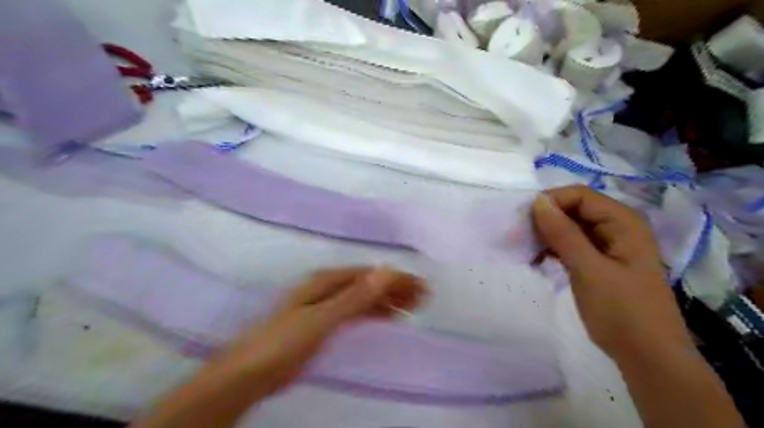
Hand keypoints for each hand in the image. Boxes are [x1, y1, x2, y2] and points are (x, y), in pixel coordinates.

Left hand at [217, 267, 426, 396]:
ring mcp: (325, 304)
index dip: (396, 279)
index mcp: (327, 281)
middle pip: (369, 283)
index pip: (370, 274)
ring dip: (388, 299)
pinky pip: (357, 311)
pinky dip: (374, 312)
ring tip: (412, 307)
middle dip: (396, 287)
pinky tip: (386, 317)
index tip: (420, 287)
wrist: (249, 373)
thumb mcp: (322, 319)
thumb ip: (354, 297)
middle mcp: (328, 287)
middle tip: (423, 297)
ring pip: (364, 296)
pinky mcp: (324, 322)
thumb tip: (386, 272)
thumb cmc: (284, 343)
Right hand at [532, 185, 692, 354]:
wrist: (647, 357)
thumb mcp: (588, 269)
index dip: (550, 203)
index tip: (523, 222)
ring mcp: (610, 245)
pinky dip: (555, 248)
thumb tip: (538, 201)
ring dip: (547, 235)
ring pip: (572, 227)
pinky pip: (574, 244)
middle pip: (575, 209)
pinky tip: (539, 259)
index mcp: (623, 222)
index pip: (579, 195)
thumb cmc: (622, 311)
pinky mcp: (602, 262)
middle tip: (520, 238)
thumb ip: (563, 233)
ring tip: (527, 250)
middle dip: (546, 219)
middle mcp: (618, 227)